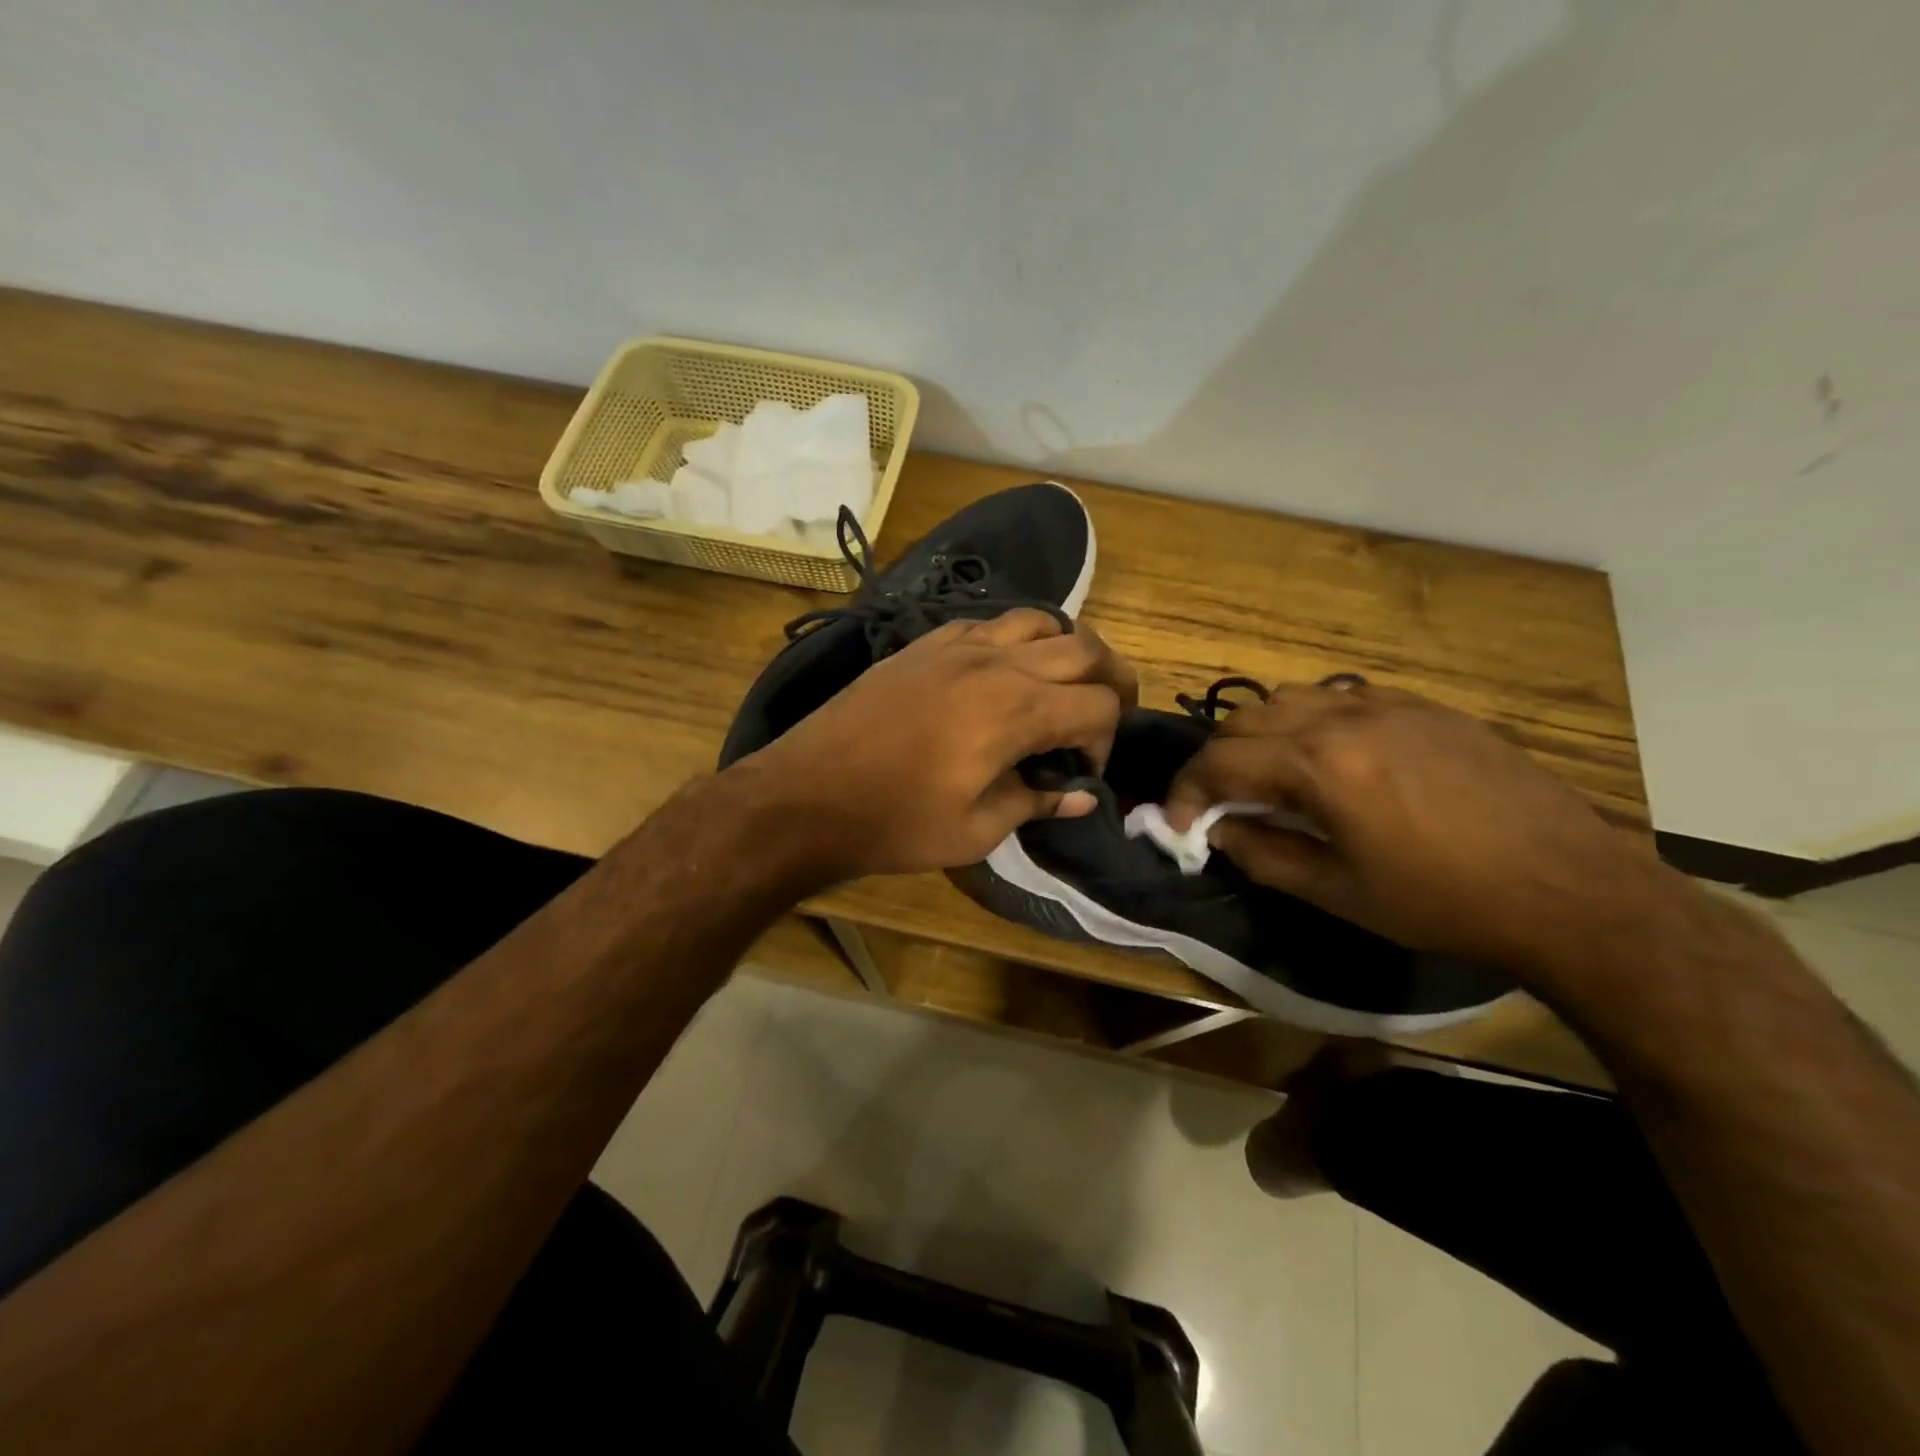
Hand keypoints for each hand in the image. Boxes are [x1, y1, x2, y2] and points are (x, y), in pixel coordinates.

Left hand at [735, 609, 1136, 878]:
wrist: (807, 795)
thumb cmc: (895, 822)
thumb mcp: (976, 830)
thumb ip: (1036, 803)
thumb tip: (1082, 796)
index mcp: (1017, 709)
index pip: (1098, 706)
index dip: (1106, 741)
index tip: (1083, 774)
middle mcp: (996, 663)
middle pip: (1084, 648)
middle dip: (1111, 680)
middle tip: (1106, 714)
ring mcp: (957, 645)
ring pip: (1039, 620)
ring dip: (1065, 649)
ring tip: (1060, 686)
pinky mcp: (924, 644)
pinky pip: (988, 623)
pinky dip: (1014, 640)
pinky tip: (1001, 672)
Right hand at [1164, 682, 1674, 974]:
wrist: (1570, 889)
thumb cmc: (1443, 901)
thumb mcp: (1338, 892)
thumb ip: (1261, 855)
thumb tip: (1215, 832)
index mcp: (1319, 764)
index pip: (1219, 761)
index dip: (1185, 792)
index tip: (1178, 825)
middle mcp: (1345, 716)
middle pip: (1245, 719)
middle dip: (1217, 761)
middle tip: (1219, 804)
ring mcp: (1389, 705)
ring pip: (1291, 699)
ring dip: (1261, 735)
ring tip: (1270, 777)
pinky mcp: (1426, 708)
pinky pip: (1342, 699)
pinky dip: (1311, 723)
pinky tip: (1332, 761)